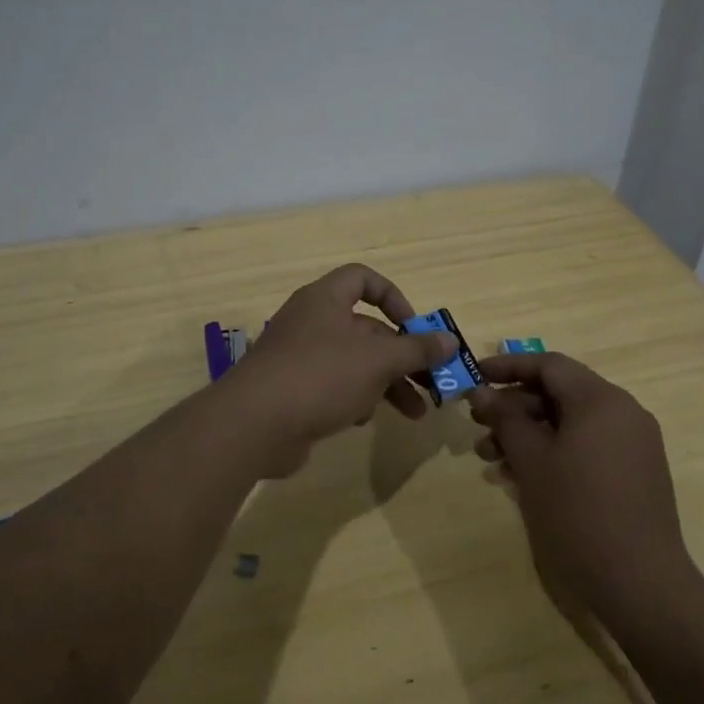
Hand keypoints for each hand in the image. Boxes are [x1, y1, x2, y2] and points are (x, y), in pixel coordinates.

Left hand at [230, 264, 454, 451]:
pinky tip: (364, 420)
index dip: (393, 296)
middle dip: (402, 356)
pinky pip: (333, 387)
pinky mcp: (293, 391)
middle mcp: (311, 322)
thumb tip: (450, 340)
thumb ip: (416, 349)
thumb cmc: (320, 376)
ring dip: (387, 384)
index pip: (362, 279)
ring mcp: (299, 358)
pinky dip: (355, 400)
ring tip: (415, 414)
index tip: (414, 326)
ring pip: (354, 363)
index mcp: (325, 300)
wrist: (253, 425)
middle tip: (432, 381)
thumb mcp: (377, 360)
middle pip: (366, 329)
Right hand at [469, 352, 695, 621]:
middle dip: (514, 407)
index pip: (549, 364)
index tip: (474, 377)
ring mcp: (633, 443)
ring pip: (571, 422)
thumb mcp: (532, 461)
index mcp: (601, 400)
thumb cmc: (578, 513)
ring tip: (491, 459)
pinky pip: (587, 445)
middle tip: (477, 426)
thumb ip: (505, 419)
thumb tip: (481, 392)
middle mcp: (623, 412)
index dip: (508, 366)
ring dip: (529, 433)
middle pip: (560, 392)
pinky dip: (554, 451)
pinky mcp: (635, 472)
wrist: (641, 584)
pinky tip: (522, 476)